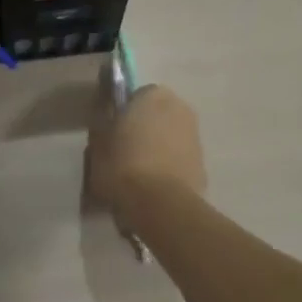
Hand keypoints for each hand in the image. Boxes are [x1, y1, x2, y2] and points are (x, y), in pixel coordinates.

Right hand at [86, 84, 206, 226]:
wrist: (160, 207)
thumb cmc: (123, 165)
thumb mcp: (97, 141)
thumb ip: (102, 121)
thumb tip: (106, 113)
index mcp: (154, 95)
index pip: (135, 96)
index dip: (123, 114)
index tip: (112, 133)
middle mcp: (180, 108)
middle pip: (156, 116)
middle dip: (144, 129)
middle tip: (124, 153)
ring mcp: (195, 137)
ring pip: (170, 138)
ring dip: (158, 149)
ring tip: (138, 175)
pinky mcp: (203, 166)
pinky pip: (179, 161)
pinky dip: (169, 168)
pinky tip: (154, 189)